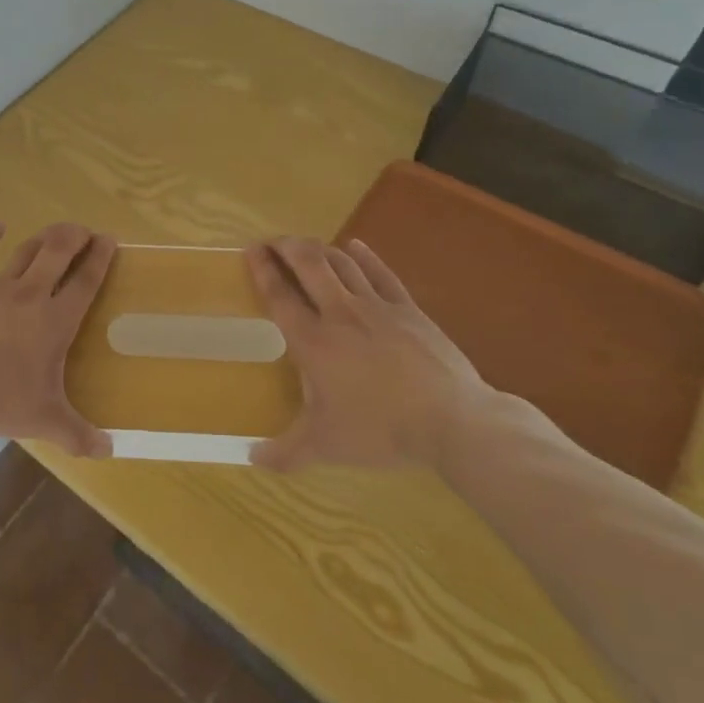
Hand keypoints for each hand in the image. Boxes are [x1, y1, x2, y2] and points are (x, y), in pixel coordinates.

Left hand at [0, 222, 115, 457]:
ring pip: (24, 253)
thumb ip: (78, 436)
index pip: (85, 282)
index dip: (100, 258)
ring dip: (42, 239)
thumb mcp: (43, 421)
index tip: (109, 239)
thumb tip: (109, 451)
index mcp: (55, 322)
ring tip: (54, 232)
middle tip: (84, 230)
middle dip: (74, 237)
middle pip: (57, 254)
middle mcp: (30, 296)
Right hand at [245, 236, 492, 472]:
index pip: (280, 296)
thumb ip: (285, 452)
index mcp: (313, 342)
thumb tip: (251, 459)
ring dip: (319, 249)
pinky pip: (381, 272)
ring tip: (305, 246)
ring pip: (342, 263)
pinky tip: (355, 245)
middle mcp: (340, 314)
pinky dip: (363, 255)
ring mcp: (377, 307)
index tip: (250, 250)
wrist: (453, 421)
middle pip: (309, 264)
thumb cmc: (381, 430)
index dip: (262, 269)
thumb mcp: (326, 446)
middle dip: (287, 246)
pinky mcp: (408, 309)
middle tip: (273, 242)